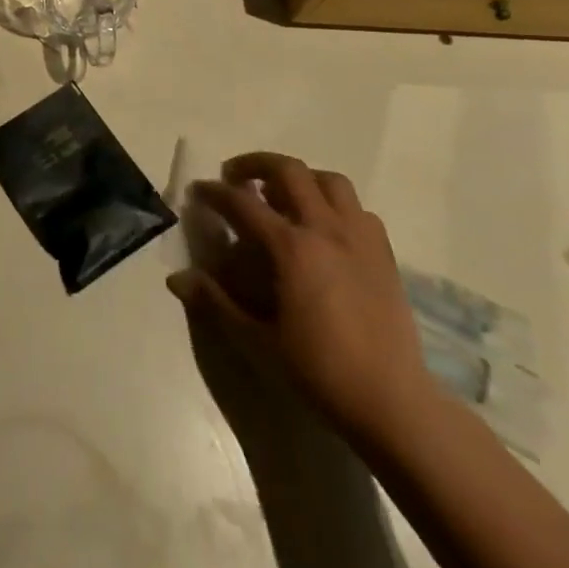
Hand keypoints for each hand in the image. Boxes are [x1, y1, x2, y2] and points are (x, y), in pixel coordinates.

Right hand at [169, 152, 433, 444]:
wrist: (392, 402)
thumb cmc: (319, 371)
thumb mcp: (258, 341)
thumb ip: (216, 303)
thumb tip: (176, 279)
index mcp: (291, 247)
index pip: (242, 203)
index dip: (215, 192)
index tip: (199, 190)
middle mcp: (325, 229)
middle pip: (289, 171)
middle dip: (256, 164)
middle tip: (237, 177)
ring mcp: (359, 237)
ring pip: (329, 181)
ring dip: (301, 177)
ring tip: (283, 193)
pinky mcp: (384, 254)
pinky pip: (358, 209)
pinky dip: (335, 205)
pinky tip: (325, 227)